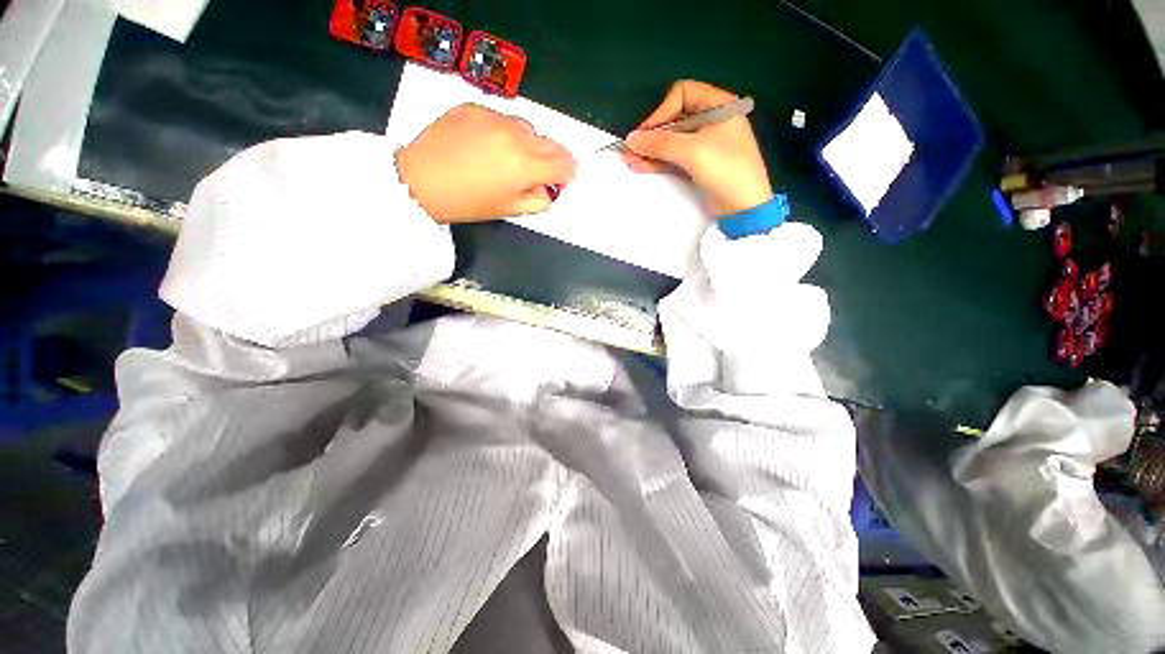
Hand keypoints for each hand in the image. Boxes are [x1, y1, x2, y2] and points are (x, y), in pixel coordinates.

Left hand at [396, 104, 576, 222]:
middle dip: (551, 158)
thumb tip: (550, 189)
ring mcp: (493, 116)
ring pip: (527, 127)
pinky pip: (502, 117)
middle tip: (537, 173)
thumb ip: (539, 200)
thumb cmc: (467, 203)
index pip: (565, 162)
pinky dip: (504, 131)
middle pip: (551, 142)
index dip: (567, 174)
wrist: (419, 181)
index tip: (560, 180)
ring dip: (528, 143)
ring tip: (508, 158)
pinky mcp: (473, 106)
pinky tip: (486, 145)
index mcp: (525, 165)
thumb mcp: (510, 210)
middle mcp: (515, 135)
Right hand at [623, 80, 772, 215]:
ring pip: (672, 141)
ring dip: (652, 151)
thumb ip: (660, 143)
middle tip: (632, 152)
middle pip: (674, 120)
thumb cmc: (725, 171)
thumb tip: (632, 138)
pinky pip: (675, 157)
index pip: (682, 95)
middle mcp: (712, 120)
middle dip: (652, 136)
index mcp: (719, 105)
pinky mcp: (700, 163)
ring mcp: (705, 143)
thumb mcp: (692, 152)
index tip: (646, 134)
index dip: (661, 112)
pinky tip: (643, 166)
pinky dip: (660, 161)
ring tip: (632, 162)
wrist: (744, 207)